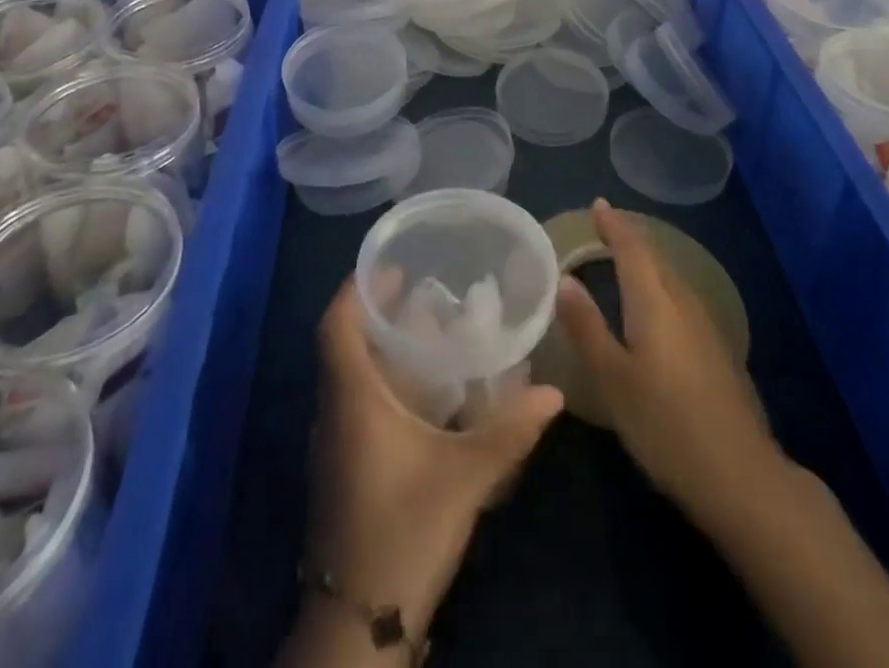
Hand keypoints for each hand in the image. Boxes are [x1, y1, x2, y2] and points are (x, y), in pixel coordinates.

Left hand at [295, 275, 563, 651]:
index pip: (336, 325)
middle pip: (345, 344)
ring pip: (351, 375)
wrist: (358, 623)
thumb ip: (508, 432)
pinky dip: (383, 381)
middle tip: (420, 288)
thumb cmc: (403, 531)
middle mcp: (335, 412)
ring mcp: (335, 443)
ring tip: (427, 329)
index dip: (356, 288)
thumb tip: (553, 393)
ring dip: (381, 348)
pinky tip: (422, 391)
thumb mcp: (464, 478)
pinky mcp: (344, 468)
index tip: (390, 264)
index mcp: (351, 399)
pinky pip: (357, 403)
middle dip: (378, 312)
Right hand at [555, 199, 780, 533]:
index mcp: (654, 299)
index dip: (613, 224)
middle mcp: (682, 300)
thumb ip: (587, 326)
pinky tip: (652, 304)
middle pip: (654, 255)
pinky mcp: (716, 347)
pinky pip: (680, 295)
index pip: (631, 246)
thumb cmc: (665, 423)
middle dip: (629, 237)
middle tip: (603, 227)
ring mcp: (705, 323)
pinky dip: (659, 283)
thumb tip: (565, 279)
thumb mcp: (612, 378)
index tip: (597, 204)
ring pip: (669, 275)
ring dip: (646, 259)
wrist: (741, 474)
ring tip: (622, 257)